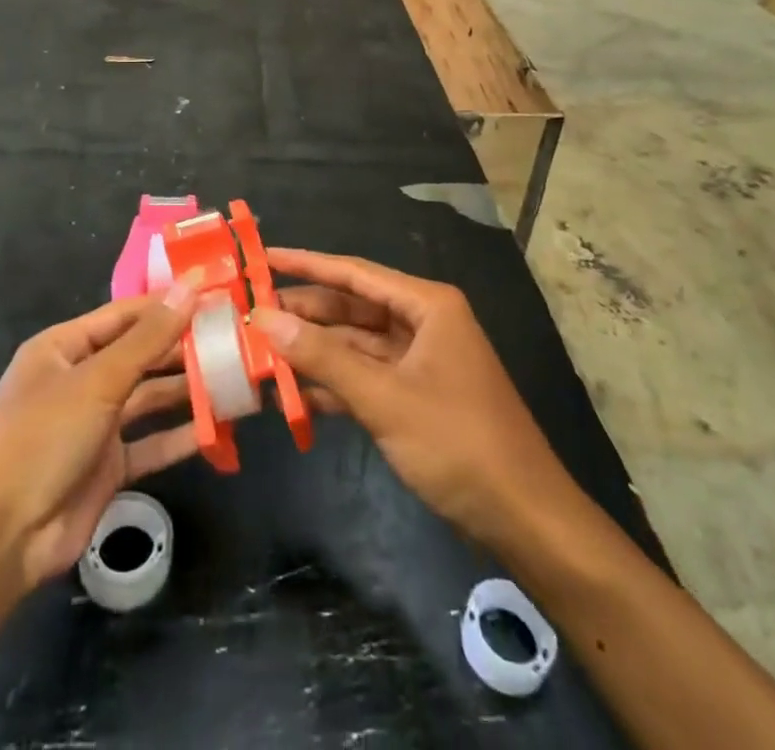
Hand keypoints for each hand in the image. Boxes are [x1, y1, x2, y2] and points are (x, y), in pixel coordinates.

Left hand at [0, 274, 202, 593]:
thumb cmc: (41, 438)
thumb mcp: (97, 380)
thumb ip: (148, 338)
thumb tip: (190, 287)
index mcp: (64, 348)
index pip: (125, 314)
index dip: (167, 303)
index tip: (213, 294)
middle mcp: (80, 380)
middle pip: (139, 354)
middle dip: (181, 347)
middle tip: (234, 337)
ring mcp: (93, 425)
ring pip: (148, 398)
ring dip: (186, 390)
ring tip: (234, 377)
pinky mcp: (107, 467)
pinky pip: (150, 443)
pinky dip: (180, 435)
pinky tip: (217, 428)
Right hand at [255, 249, 567, 548]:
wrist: (524, 518)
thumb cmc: (457, 443)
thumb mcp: (384, 397)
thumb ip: (322, 356)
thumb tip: (265, 318)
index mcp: (426, 305)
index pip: (354, 273)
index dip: (306, 264)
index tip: (262, 257)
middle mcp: (423, 322)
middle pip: (352, 308)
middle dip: (304, 313)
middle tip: (249, 313)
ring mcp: (419, 361)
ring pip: (355, 344)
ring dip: (313, 352)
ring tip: (259, 352)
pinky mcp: (415, 396)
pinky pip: (365, 377)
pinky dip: (333, 384)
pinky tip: (292, 394)